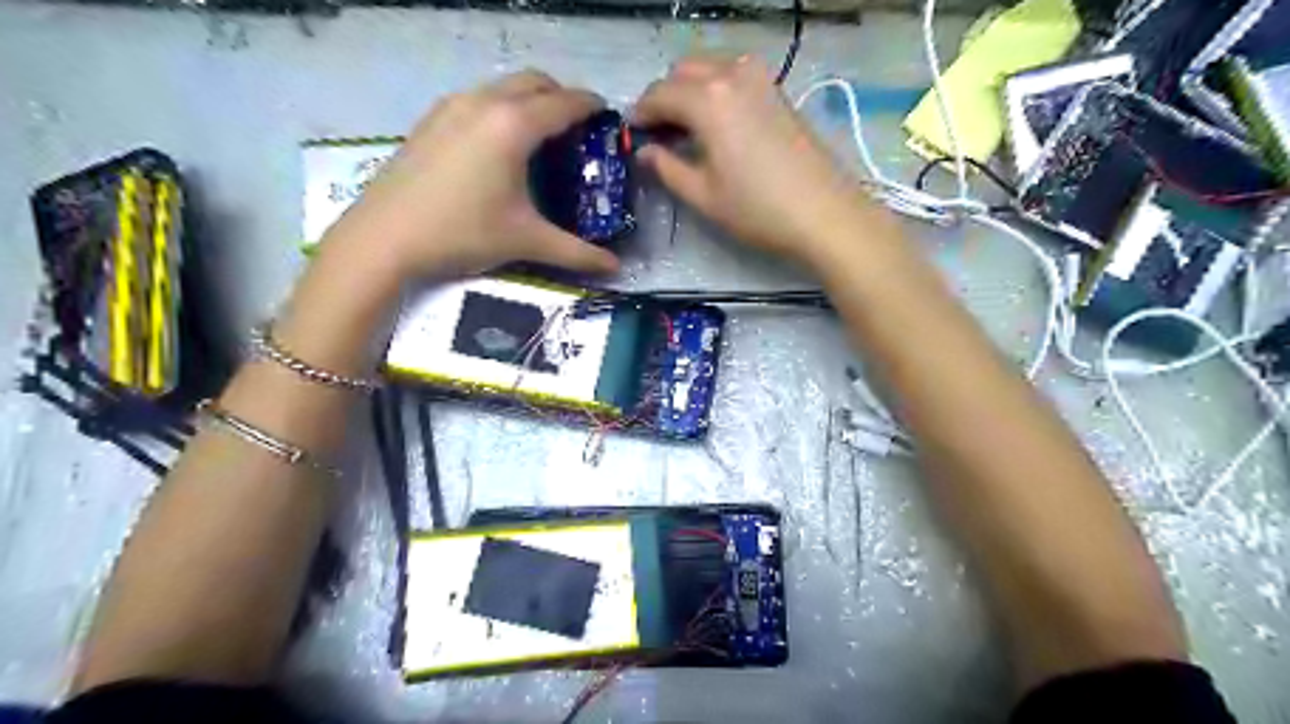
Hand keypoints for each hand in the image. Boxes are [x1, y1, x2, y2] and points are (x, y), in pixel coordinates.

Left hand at [329, 67, 619, 279]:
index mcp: (514, 125)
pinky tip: (498, 146)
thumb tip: (615, 267)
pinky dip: (500, 108)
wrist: (384, 237)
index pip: (565, 102)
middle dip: (562, 97)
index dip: (592, 107)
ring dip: (529, 100)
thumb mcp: (525, 241)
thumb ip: (576, 253)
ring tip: (541, 137)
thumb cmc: (462, 233)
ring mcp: (452, 106)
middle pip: (534, 81)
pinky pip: (478, 99)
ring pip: (502, 86)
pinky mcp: (430, 119)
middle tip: (577, 130)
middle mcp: (484, 102)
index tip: (608, 118)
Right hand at [635, 55, 876, 268]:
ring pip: (709, 69)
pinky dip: (716, 91)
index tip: (633, 135)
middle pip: (683, 72)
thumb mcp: (703, 195)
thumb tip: (645, 152)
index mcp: (708, 99)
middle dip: (665, 98)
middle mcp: (732, 74)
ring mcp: (760, 78)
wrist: (824, 213)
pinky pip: (734, 76)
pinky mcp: (778, 90)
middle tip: (659, 134)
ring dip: (690, 91)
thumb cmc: (757, 209)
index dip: (641, 113)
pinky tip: (717, 125)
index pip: (659, 93)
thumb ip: (667, 168)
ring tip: (687, 130)